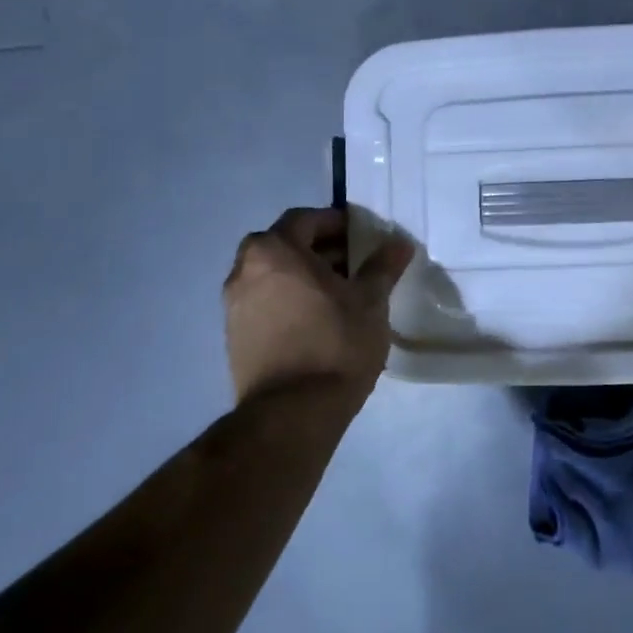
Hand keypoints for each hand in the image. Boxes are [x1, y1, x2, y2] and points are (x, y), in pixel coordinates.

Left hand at [224, 208, 414, 404]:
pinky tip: (318, 321)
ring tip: (341, 295)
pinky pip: (265, 303)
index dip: (337, 223)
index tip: (363, 237)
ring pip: (274, 275)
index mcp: (274, 250)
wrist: (293, 413)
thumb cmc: (335, 343)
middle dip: (320, 250)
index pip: (306, 219)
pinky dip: (289, 301)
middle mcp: (244, 270)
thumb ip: (382, 266)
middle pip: (285, 246)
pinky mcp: (234, 337)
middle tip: (355, 264)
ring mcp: (234, 306)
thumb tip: (399, 243)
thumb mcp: (370, 300)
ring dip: (304, 276)